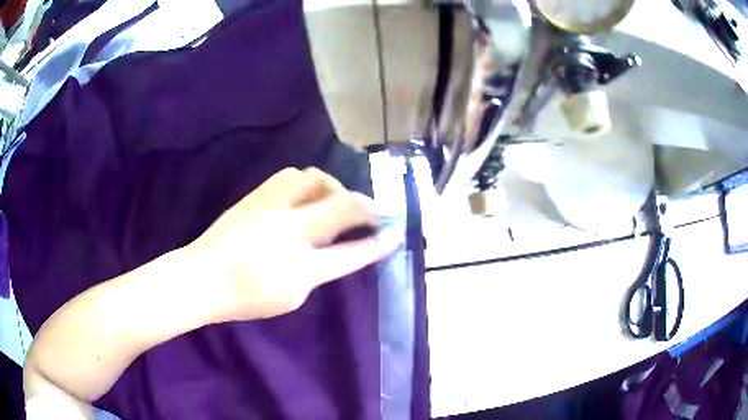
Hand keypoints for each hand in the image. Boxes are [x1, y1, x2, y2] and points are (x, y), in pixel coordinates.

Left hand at [187, 167, 397, 321]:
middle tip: (375, 211)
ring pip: (316, 178)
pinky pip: (292, 176)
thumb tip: (336, 246)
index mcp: (299, 265)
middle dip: (368, 205)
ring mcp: (271, 206)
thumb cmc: (245, 296)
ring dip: (335, 188)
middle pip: (342, 204)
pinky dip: (310, 183)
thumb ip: (319, 270)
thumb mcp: (292, 296)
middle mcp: (289, 229)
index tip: (397, 232)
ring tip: (335, 202)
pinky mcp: (257, 194)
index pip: (352, 252)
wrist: (201, 276)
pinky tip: (307, 196)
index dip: (378, 242)